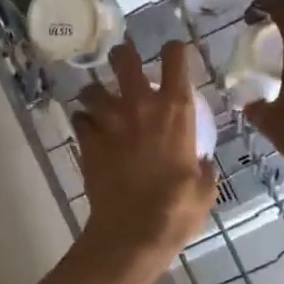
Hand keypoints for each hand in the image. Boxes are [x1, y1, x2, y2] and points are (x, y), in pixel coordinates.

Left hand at [72, 41, 217, 283]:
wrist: (132, 233)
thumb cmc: (177, 210)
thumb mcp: (204, 188)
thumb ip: (202, 167)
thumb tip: (200, 160)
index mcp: (175, 111)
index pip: (175, 58)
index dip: (174, 50)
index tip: (173, 53)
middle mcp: (140, 106)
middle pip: (125, 58)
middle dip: (123, 55)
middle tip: (125, 63)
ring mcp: (109, 122)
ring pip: (92, 88)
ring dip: (96, 93)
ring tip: (100, 102)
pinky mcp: (86, 141)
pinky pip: (79, 119)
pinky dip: (83, 122)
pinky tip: (89, 131)